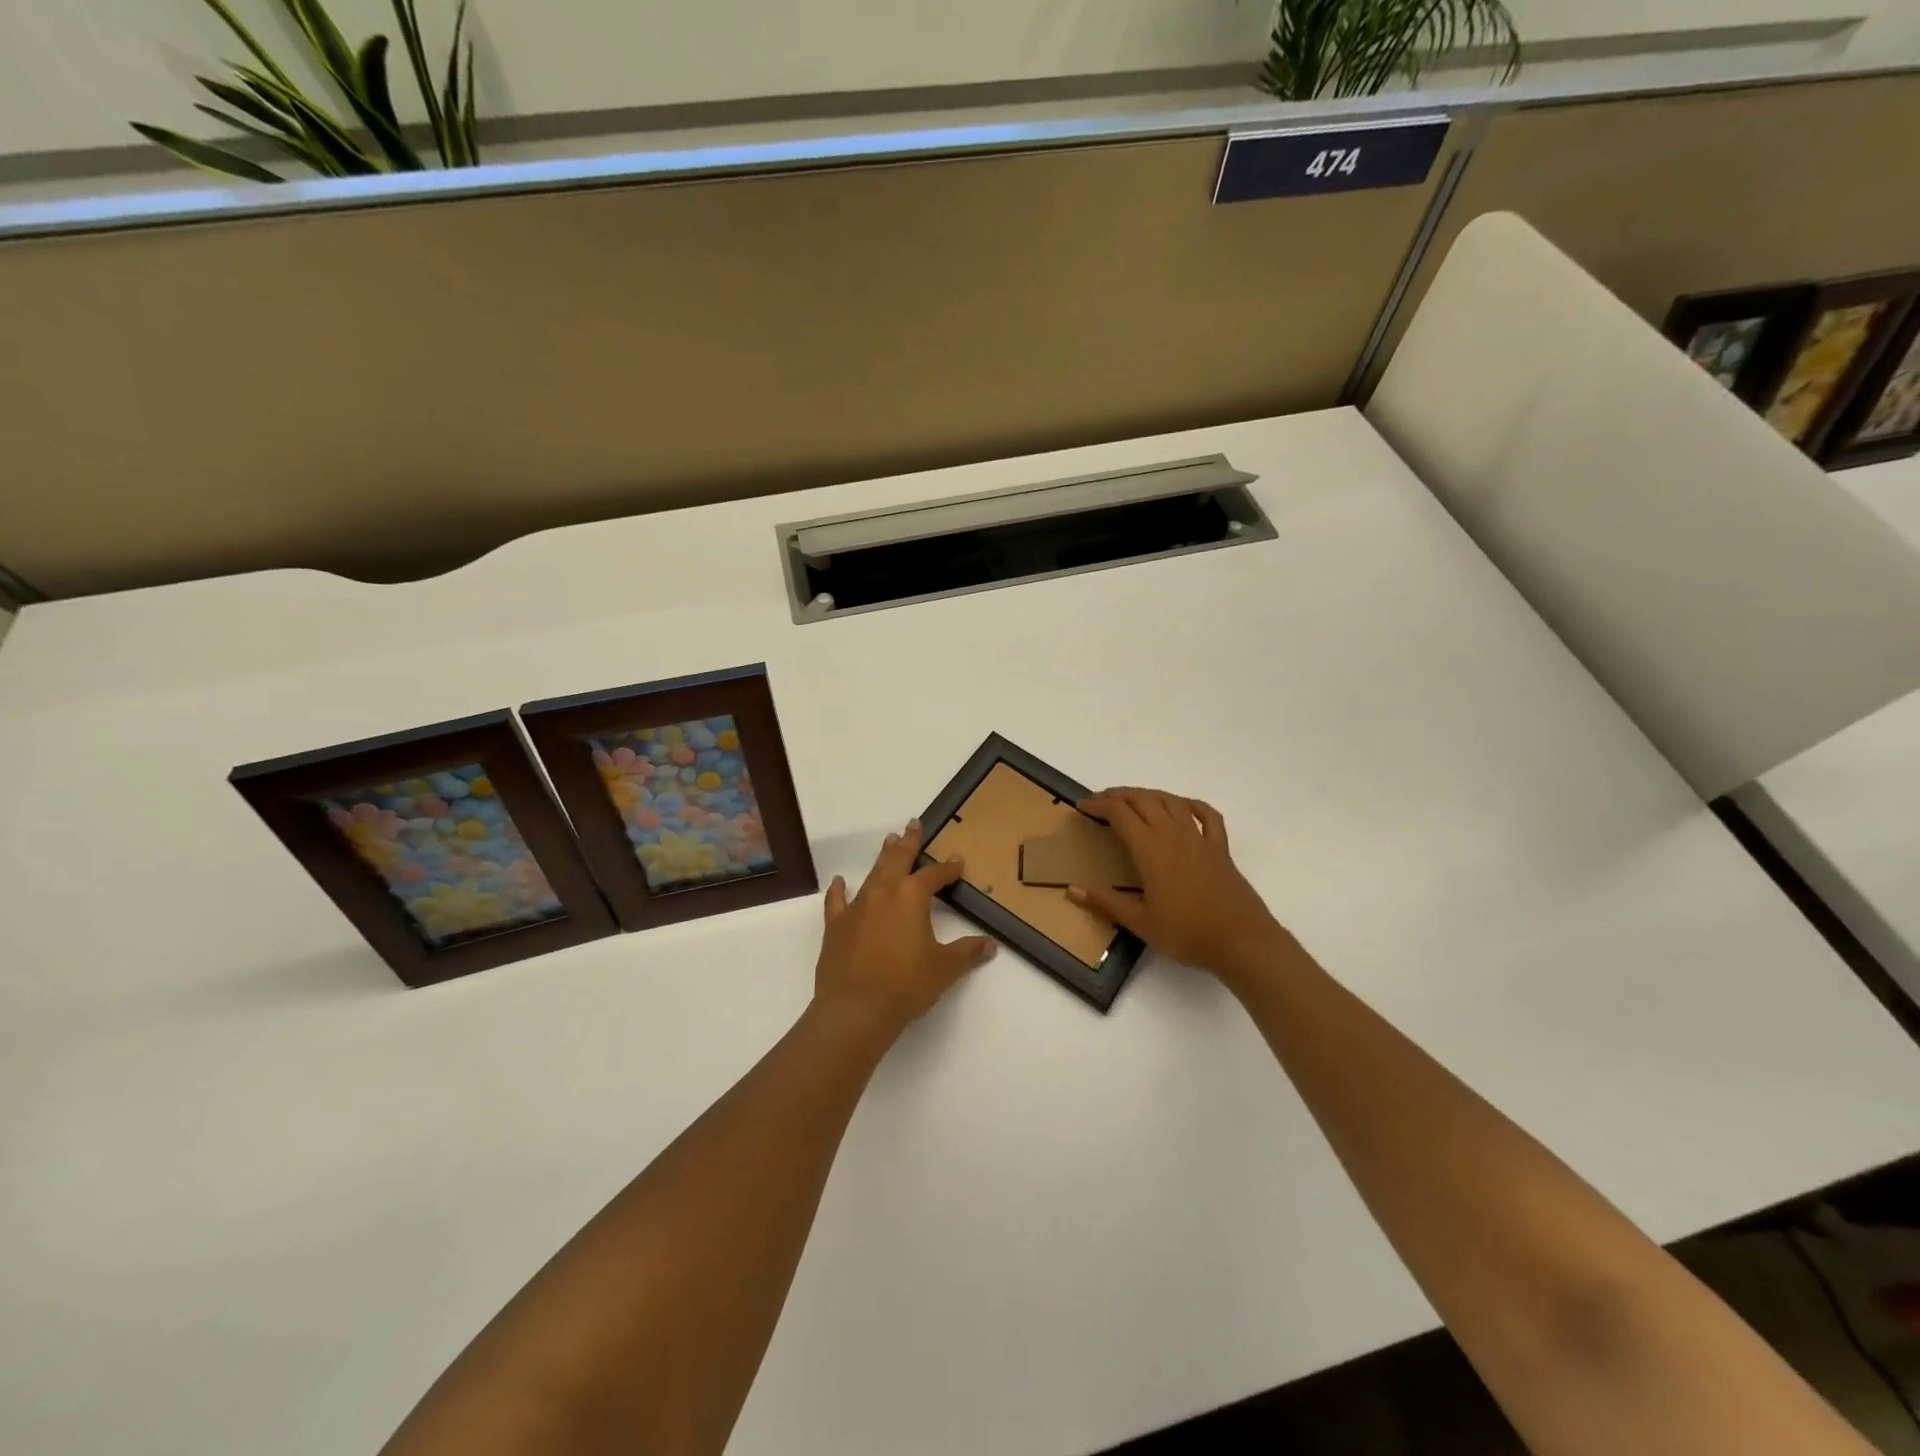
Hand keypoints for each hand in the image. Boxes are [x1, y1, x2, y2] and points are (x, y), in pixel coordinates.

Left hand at [814, 820, 997, 1040]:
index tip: (957, 861)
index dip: (948, 868)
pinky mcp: (836, 925)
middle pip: (898, 859)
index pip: (935, 875)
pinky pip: (837, 900)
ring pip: (873, 873)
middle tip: (913, 824)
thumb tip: (990, 945)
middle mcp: (884, 892)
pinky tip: (840, 881)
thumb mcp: (944, 968)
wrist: (856, 1009)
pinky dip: (839, 889)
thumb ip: (967, 952)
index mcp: (912, 897)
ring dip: (883, 857)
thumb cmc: (906, 985)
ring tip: (890, 842)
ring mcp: (857, 906)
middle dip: (909, 842)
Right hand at [1070, 788, 1289, 988]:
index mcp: (1150, 848)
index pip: (1119, 813)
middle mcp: (1173, 834)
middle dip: (1119, 795)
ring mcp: (1199, 838)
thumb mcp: (1140, 922)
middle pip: (1143, 800)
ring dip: (1149, 794)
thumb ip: (1105, 903)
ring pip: (1171, 801)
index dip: (1098, 805)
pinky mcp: (1220, 848)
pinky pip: (1207, 815)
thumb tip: (1071, 890)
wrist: (1241, 940)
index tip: (1082, 807)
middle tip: (1101, 801)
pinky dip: (1191, 804)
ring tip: (1133, 800)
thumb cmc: (1186, 933)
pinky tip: (1182, 806)